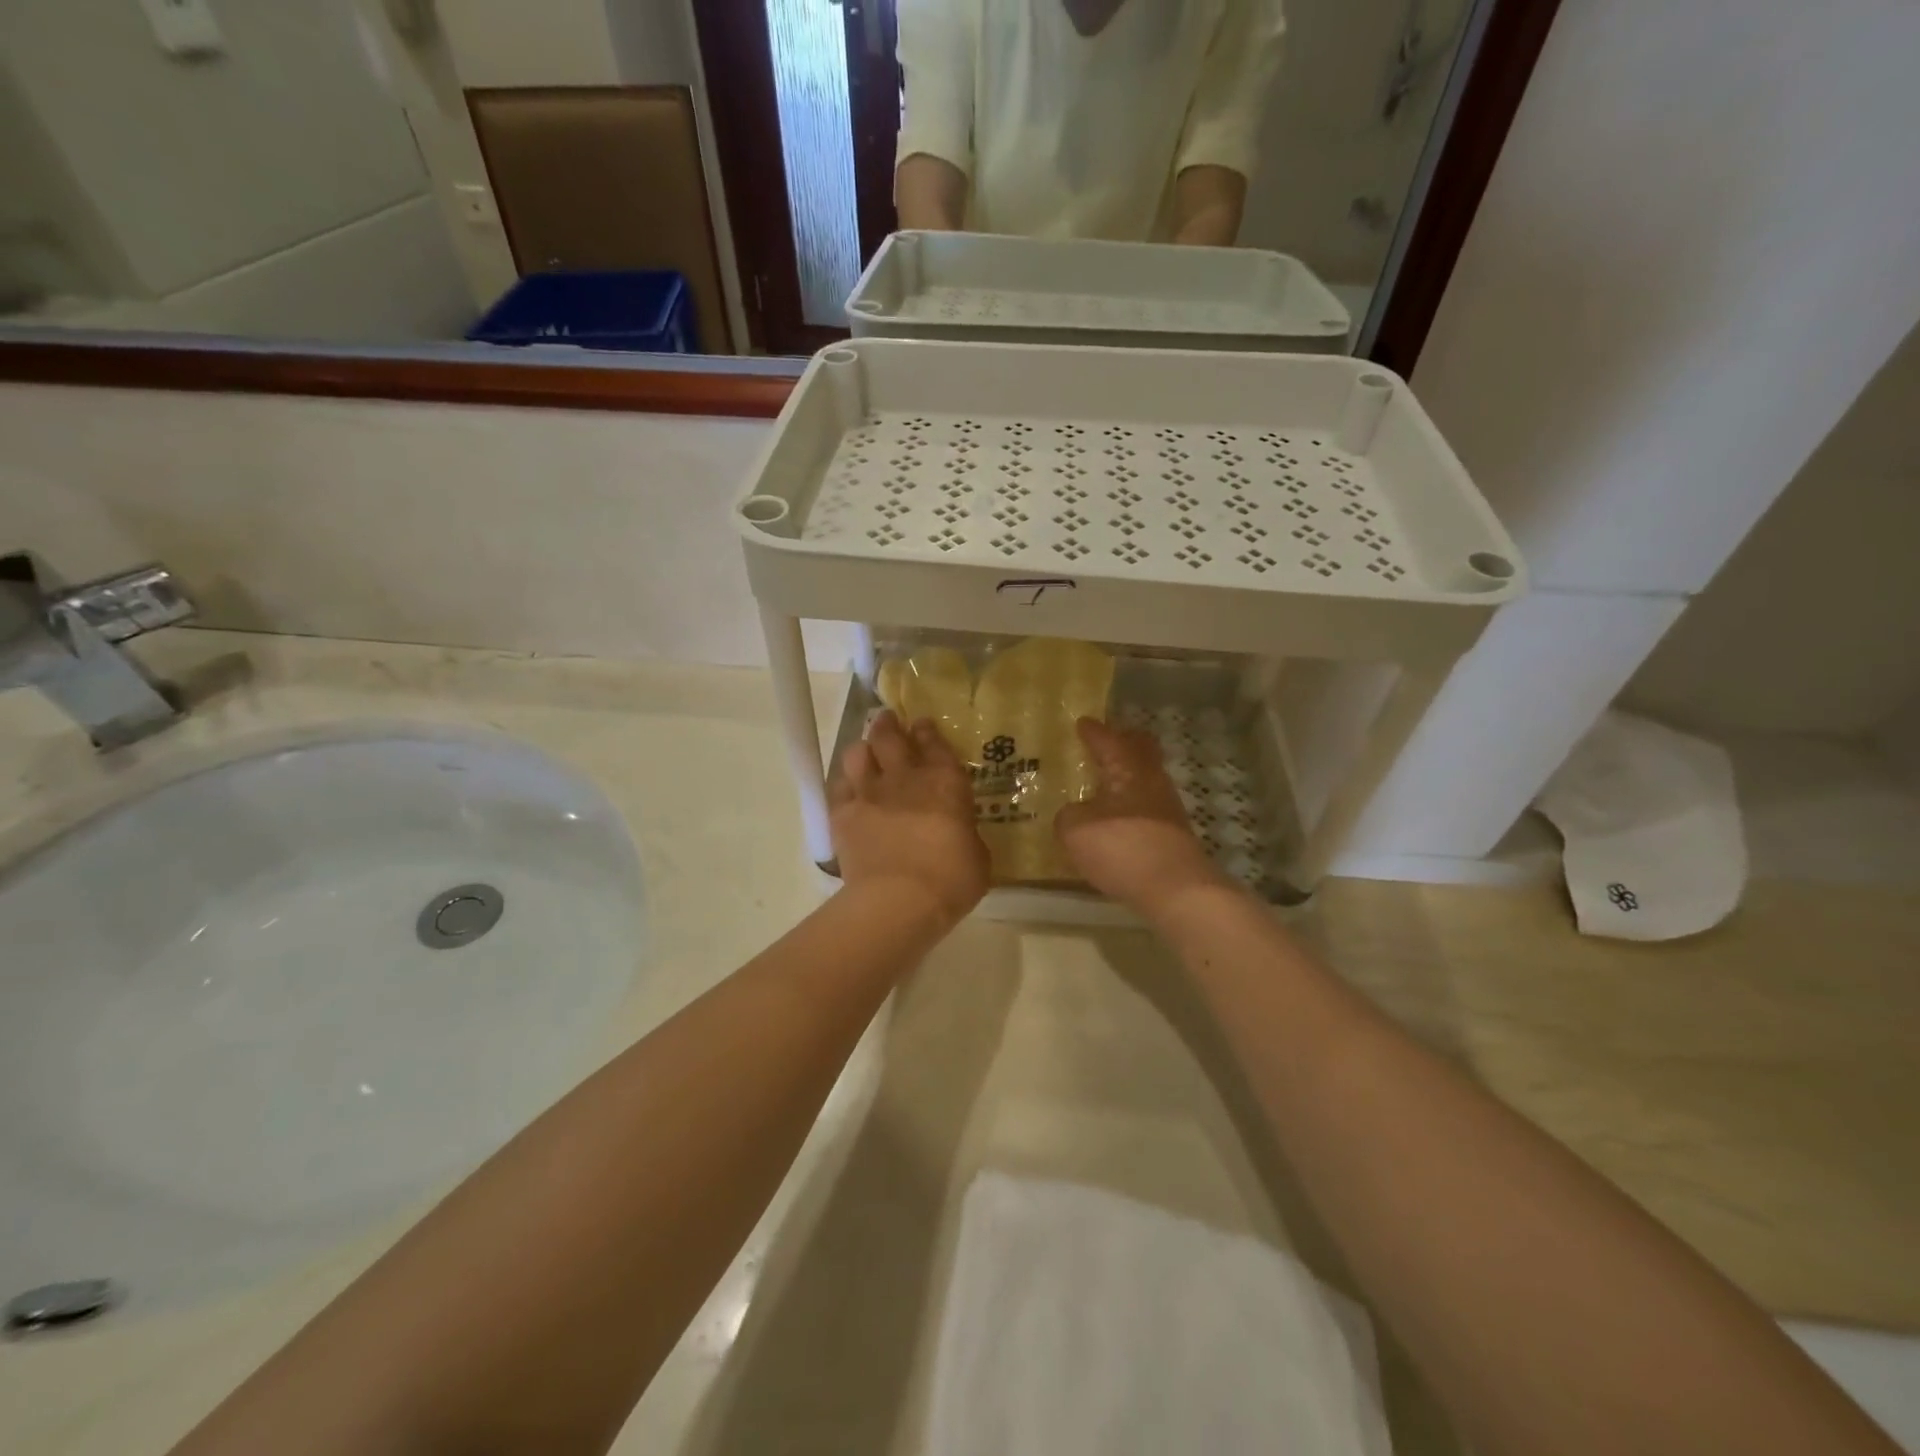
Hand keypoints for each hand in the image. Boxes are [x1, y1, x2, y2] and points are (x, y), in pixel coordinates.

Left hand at [831, 710, 989, 927]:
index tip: (921, 724)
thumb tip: (960, 834)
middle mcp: (904, 777)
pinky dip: (844, 783)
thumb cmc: (951, 879)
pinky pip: (838, 786)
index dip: (926, 730)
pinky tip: (849, 790)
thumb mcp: (977, 856)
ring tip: (866, 755)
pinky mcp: (842, 814)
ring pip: (857, 753)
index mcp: (945, 781)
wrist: (899, 900)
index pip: (933, 741)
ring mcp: (869, 792)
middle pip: (889, 735)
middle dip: (887, 725)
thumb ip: (966, 834)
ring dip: (863, 750)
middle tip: (887, 722)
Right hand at [1055, 717, 1231, 917]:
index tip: (1083, 723)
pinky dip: (1132, 807)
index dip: (1094, 731)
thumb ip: (1068, 816)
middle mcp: (1152, 780)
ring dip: (1128, 778)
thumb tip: (1074, 814)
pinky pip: (1148, 808)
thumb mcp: (1075, 829)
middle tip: (1104, 744)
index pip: (1109, 740)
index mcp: (1128, 768)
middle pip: (1142, 751)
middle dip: (1124, 744)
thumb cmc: (1122, 847)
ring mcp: (1168, 808)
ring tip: (1105, 787)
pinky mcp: (1173, 835)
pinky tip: (1117, 821)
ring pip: (1146, 780)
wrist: (1175, 888)